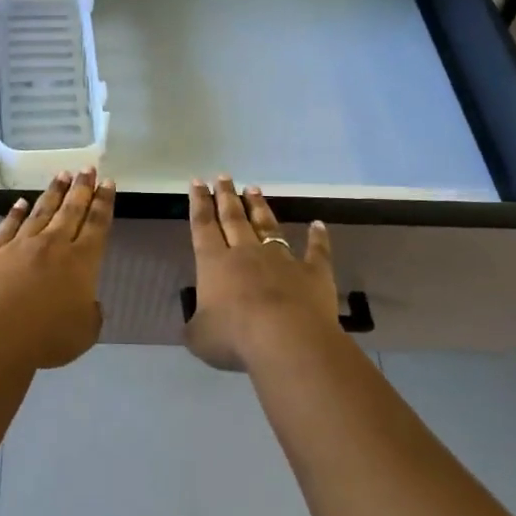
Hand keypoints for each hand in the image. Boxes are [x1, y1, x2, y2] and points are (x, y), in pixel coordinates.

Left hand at [0, 169, 113, 368]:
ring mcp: (21, 244)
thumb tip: (88, 302)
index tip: (107, 182)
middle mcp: (53, 245)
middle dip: (81, 188)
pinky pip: (8, 226)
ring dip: (53, 192)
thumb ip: (91, 313)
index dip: (104, 202)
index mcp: (81, 262)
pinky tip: (20, 202)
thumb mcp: (85, 332)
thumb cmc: (47, 337)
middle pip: (71, 210)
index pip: (96, 224)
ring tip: (61, 175)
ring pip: (41, 211)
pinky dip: (15, 212)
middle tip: (87, 168)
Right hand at [185, 176, 338, 370]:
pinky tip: (319, 224)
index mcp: (214, 263)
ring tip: (253, 188)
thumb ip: (196, 326)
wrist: (286, 339)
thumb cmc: (235, 337)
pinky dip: (318, 237)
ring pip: (267, 226)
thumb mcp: (200, 337)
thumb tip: (196, 324)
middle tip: (223, 176)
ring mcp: (281, 259)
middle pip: (233, 218)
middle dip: (226, 196)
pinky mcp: (312, 272)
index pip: (203, 226)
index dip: (198, 203)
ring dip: (259, 207)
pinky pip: (316, 251)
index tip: (197, 181)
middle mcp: (245, 253)